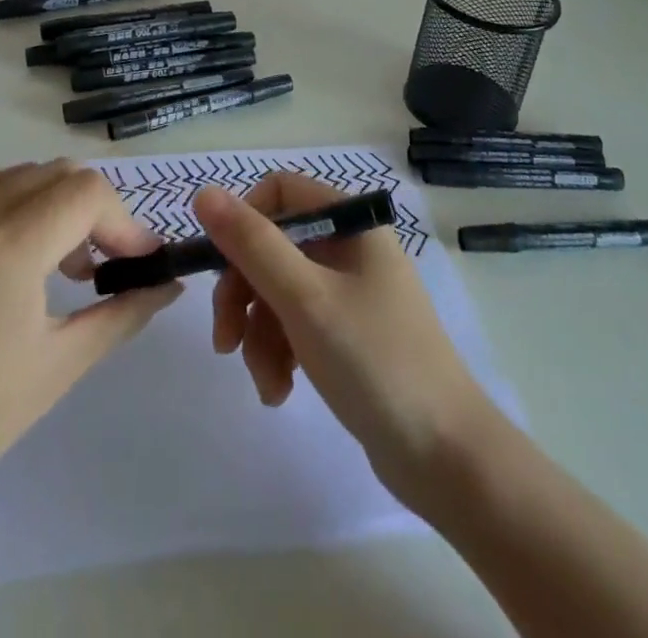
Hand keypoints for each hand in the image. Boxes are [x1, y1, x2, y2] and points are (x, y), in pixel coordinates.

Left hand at [0, 159, 179, 518]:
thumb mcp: (57, 369)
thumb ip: (122, 313)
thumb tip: (168, 283)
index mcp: (4, 253)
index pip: (87, 193)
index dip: (124, 222)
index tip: (137, 260)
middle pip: (57, 174)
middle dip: (93, 212)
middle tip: (100, 265)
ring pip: (17, 173)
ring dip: (51, 202)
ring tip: (53, 257)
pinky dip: (3, 195)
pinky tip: (4, 240)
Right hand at [194, 172, 499, 505]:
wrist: (444, 455)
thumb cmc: (373, 361)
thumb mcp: (304, 299)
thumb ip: (252, 244)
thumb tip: (203, 192)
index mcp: (351, 222)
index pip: (281, 192)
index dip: (243, 222)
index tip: (218, 266)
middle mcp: (351, 246)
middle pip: (274, 246)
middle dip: (244, 293)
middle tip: (225, 341)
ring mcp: (351, 291)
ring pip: (280, 290)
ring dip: (260, 335)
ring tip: (267, 383)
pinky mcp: (348, 332)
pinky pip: (297, 324)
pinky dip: (281, 352)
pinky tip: (280, 392)